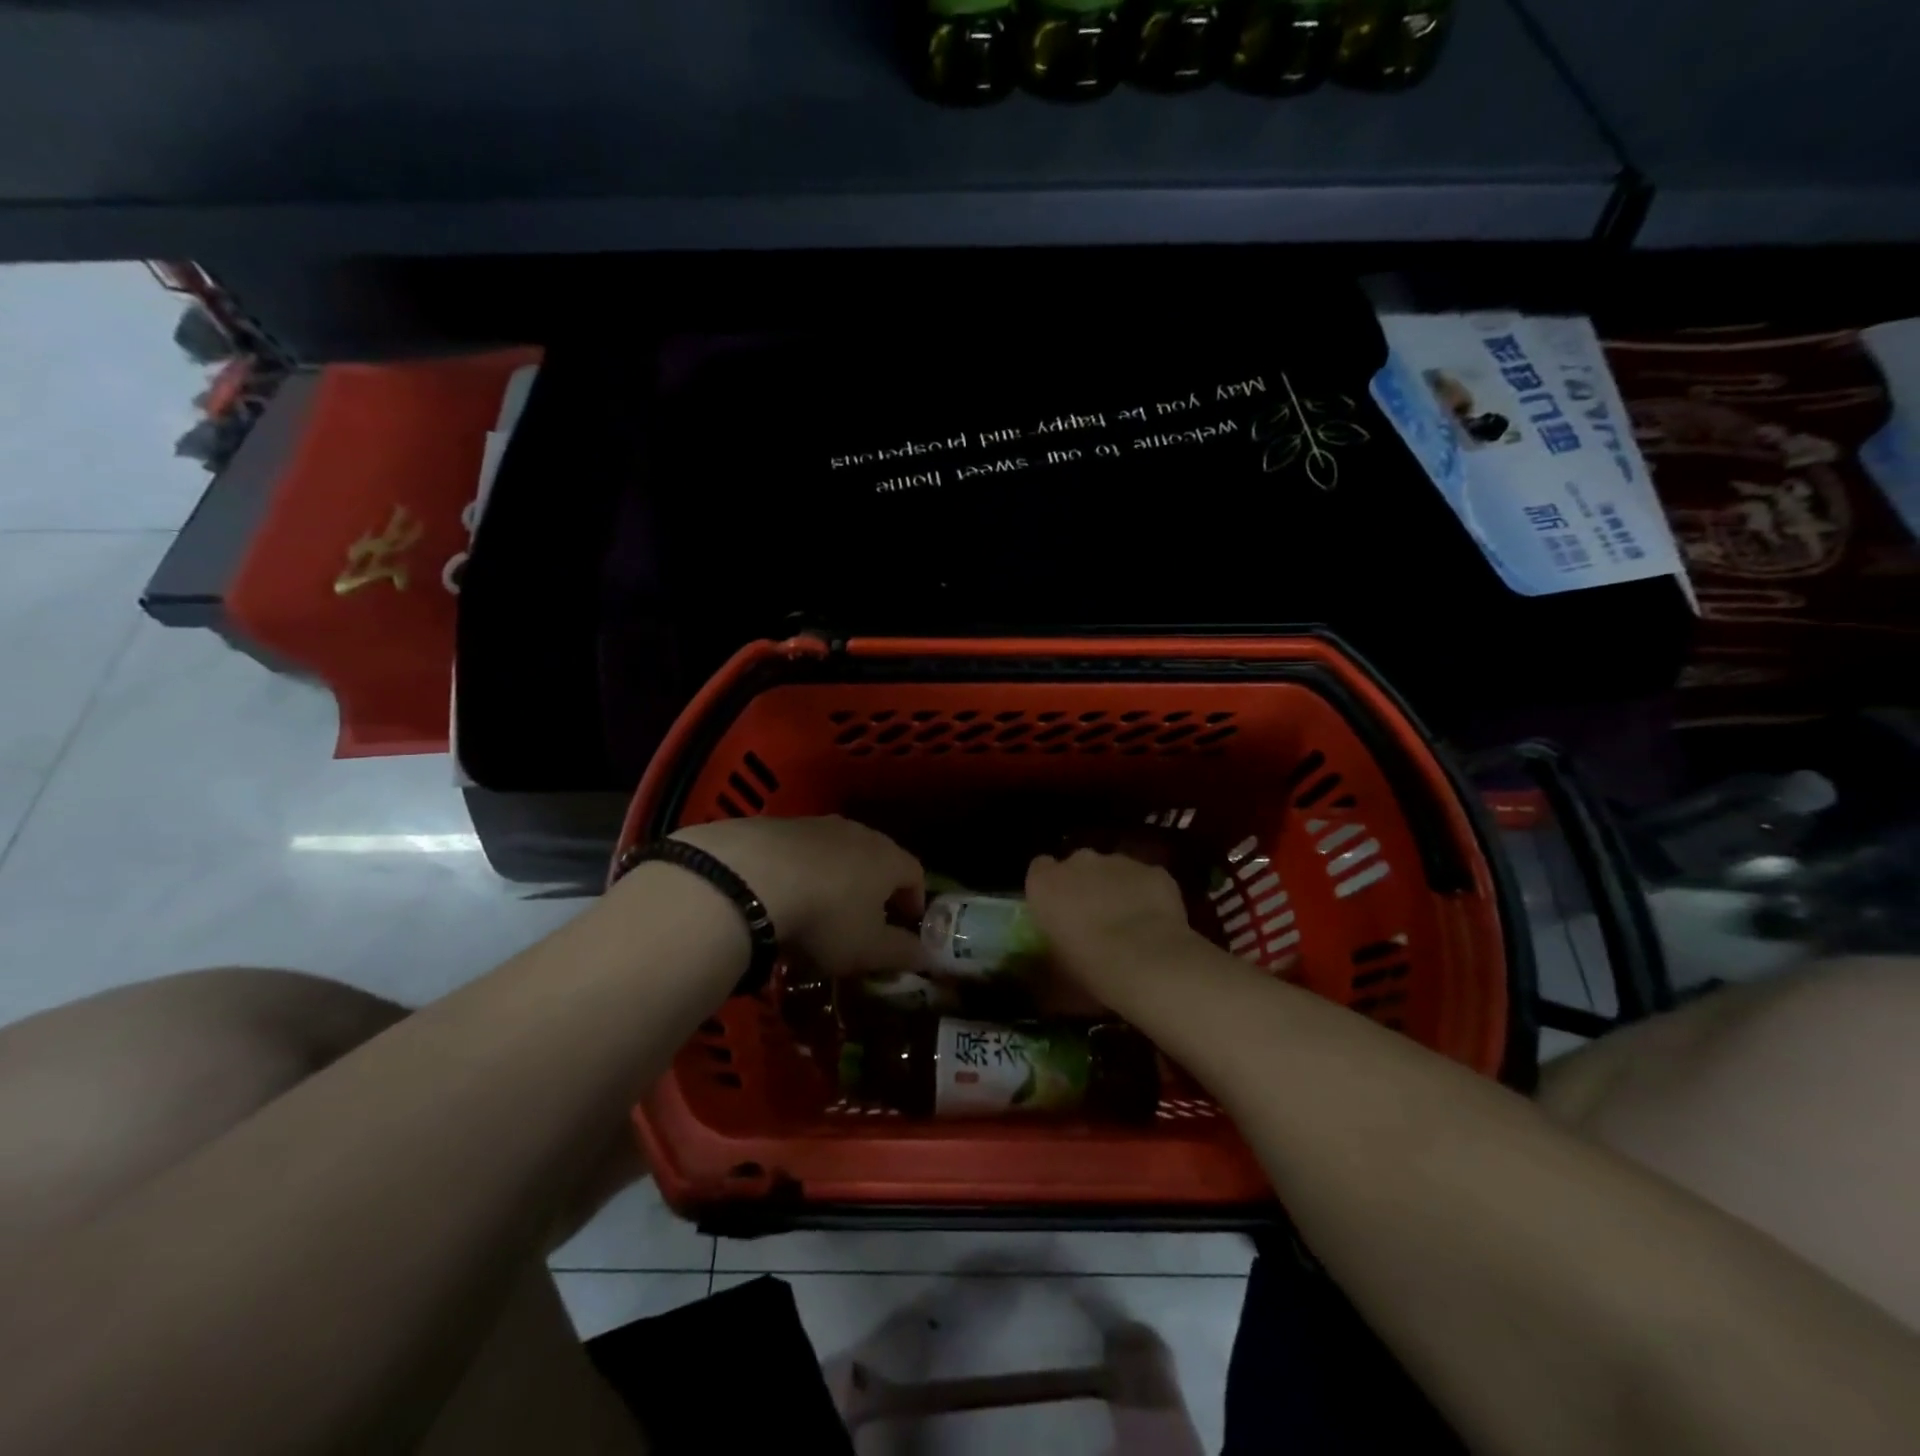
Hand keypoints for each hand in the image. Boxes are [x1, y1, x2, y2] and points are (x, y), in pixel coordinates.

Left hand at [671, 816, 924, 977]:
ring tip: (820, 907)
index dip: (915, 899)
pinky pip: (800, 850)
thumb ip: (901, 953)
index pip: (915, 873)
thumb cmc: (825, 918)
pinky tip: (782, 894)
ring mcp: (816, 824)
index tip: (906, 923)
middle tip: (865, 917)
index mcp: (888, 858)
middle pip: (877, 857)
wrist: (751, 878)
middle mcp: (858, 833)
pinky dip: (800, 870)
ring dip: (836, 876)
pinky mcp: (777, 825)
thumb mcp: (867, 949)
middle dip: (876, 886)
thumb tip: (927, 956)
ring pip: (838, 851)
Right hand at [1026, 850, 1198, 1003]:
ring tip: (1131, 927)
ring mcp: (1119, 862)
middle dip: (1085, 886)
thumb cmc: (1090, 969)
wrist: (1149, 963)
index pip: (1039, 869)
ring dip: (1117, 890)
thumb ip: (1049, 956)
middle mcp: (1079, 862)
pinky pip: (1146, 880)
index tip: (1059, 911)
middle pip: (1078, 866)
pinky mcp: (1154, 871)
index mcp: (1045, 883)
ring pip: (1114, 870)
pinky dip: (1149, 896)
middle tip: (1095, 921)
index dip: (1051, 889)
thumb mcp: (1056, 972)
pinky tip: (1158, 924)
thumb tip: (1052, 964)